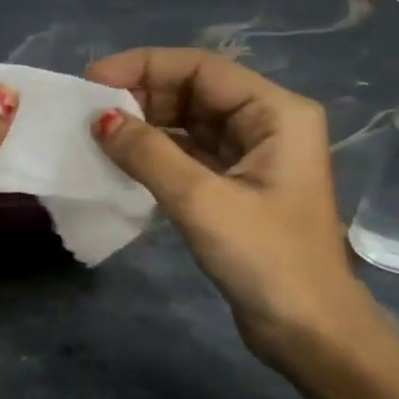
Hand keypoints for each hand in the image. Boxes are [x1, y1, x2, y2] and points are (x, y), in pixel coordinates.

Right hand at [85, 48, 382, 363]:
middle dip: (142, 94)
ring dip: (146, 125)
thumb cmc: (266, 260)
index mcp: (275, 112)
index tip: (92, 81)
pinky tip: (121, 160)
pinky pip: (190, 154)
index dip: (144, 66)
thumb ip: (149, 154)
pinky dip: (156, 153)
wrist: (309, 332)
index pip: (202, 68)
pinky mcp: (237, 187)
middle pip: (195, 90)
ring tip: (97, 133)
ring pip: (190, 123)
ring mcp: (253, 157)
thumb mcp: (202, 201)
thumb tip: (100, 120)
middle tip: (89, 111)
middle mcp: (267, 124)